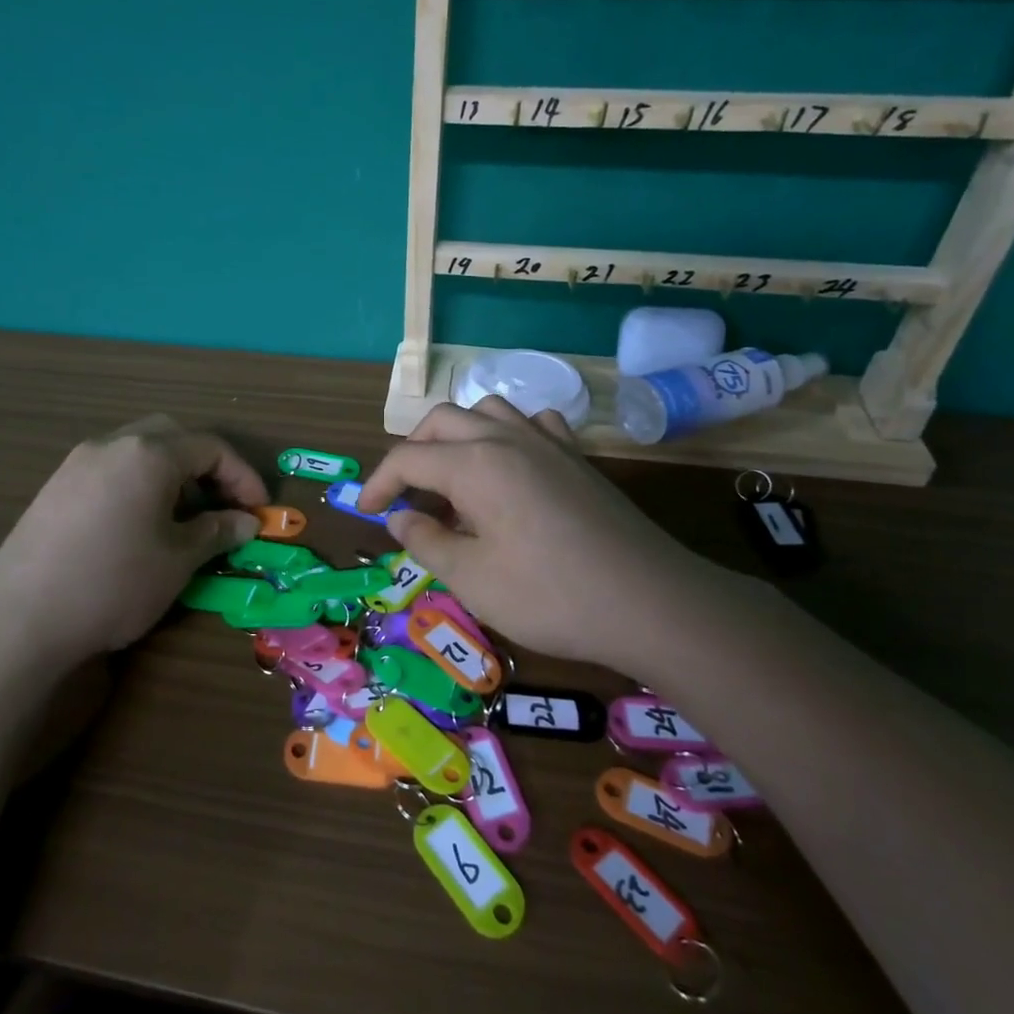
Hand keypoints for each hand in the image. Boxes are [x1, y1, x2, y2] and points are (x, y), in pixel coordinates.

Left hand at [0, 416, 267, 666]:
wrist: (20, 617)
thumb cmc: (114, 582)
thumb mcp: (178, 560)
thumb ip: (217, 532)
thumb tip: (246, 522)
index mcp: (149, 454)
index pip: (211, 448)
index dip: (243, 477)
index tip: (259, 512)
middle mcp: (112, 444)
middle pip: (173, 436)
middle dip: (206, 465)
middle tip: (222, 505)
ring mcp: (78, 462)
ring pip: (139, 450)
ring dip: (171, 473)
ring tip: (183, 516)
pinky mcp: (55, 486)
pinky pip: (111, 468)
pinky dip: (139, 483)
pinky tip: (139, 524)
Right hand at [357, 399, 714, 667]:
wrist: (649, 602)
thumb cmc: (550, 595)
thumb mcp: (472, 578)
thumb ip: (426, 541)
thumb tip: (399, 517)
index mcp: (474, 463)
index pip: (408, 457)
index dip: (378, 483)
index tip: (364, 513)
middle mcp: (507, 437)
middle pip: (442, 422)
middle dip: (412, 452)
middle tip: (404, 496)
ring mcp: (547, 442)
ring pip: (487, 412)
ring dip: (457, 437)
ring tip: (452, 479)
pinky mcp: (577, 458)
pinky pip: (532, 424)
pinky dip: (506, 436)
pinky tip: (510, 468)